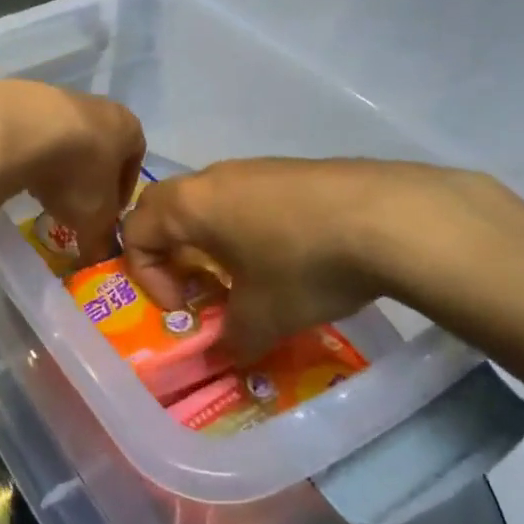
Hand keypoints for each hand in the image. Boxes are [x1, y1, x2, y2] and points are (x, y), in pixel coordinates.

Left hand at [0, 80, 146, 264]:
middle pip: (100, 147)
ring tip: (44, 192)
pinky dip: (33, 152)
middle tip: (75, 207)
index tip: (107, 215)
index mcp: (129, 127)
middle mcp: (100, 106)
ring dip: (60, 165)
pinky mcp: (25, 98)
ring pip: (68, 138)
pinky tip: (21, 171)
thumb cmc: (76, 172)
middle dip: (89, 178)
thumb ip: (102, 241)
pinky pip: (36, 132)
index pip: (135, 161)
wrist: (21, 129)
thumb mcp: (95, 218)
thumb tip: (100, 261)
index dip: (122, 192)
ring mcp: (61, 97)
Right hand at [122, 158, 516, 355]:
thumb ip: (232, 339)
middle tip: (198, 287)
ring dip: (211, 240)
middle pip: (165, 208)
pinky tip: (289, 256)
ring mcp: (254, 167)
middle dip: (170, 251)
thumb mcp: (263, 317)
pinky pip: (248, 197)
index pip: (134, 230)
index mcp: (190, 205)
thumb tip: (226, 356)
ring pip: (210, 201)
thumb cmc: (304, 265)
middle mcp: (213, 177)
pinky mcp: (291, 168)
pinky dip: (248, 226)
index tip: (183, 307)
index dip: (146, 276)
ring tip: (245, 276)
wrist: (389, 217)